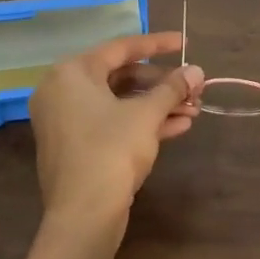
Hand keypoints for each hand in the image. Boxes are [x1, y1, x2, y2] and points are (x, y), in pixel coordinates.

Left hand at [29, 31, 204, 248]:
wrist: (83, 215)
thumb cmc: (111, 151)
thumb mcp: (146, 115)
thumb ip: (172, 88)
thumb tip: (196, 71)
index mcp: (71, 73)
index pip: (120, 48)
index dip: (156, 44)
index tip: (184, 43)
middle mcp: (62, 91)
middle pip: (120, 77)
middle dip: (162, 84)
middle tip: (193, 88)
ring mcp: (66, 122)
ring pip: (119, 103)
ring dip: (157, 105)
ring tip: (194, 110)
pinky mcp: (75, 148)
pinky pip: (111, 124)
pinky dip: (141, 123)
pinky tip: (178, 127)